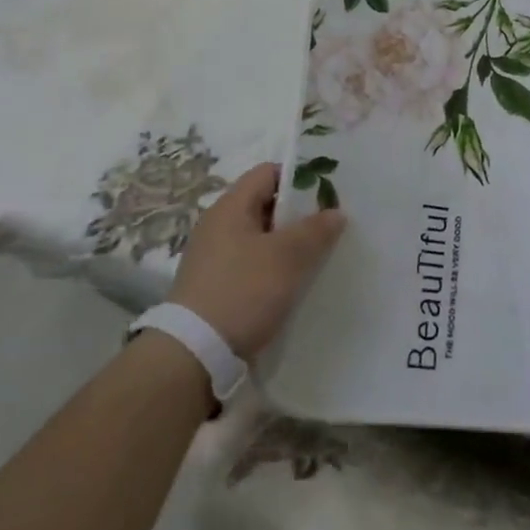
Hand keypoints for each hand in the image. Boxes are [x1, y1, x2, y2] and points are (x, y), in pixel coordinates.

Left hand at [170, 163, 344, 358]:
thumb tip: (335, 212)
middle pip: (266, 205)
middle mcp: (218, 225)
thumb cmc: (243, 291)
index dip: (300, 178)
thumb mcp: (288, 257)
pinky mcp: (215, 287)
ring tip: (319, 256)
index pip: (268, 173)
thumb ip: (315, 230)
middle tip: (330, 226)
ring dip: (288, 245)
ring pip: (261, 238)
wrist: (193, 356)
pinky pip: (252, 265)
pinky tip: (294, 284)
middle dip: (299, 214)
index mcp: (230, 207)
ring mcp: (214, 258)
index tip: (329, 193)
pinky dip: (274, 268)